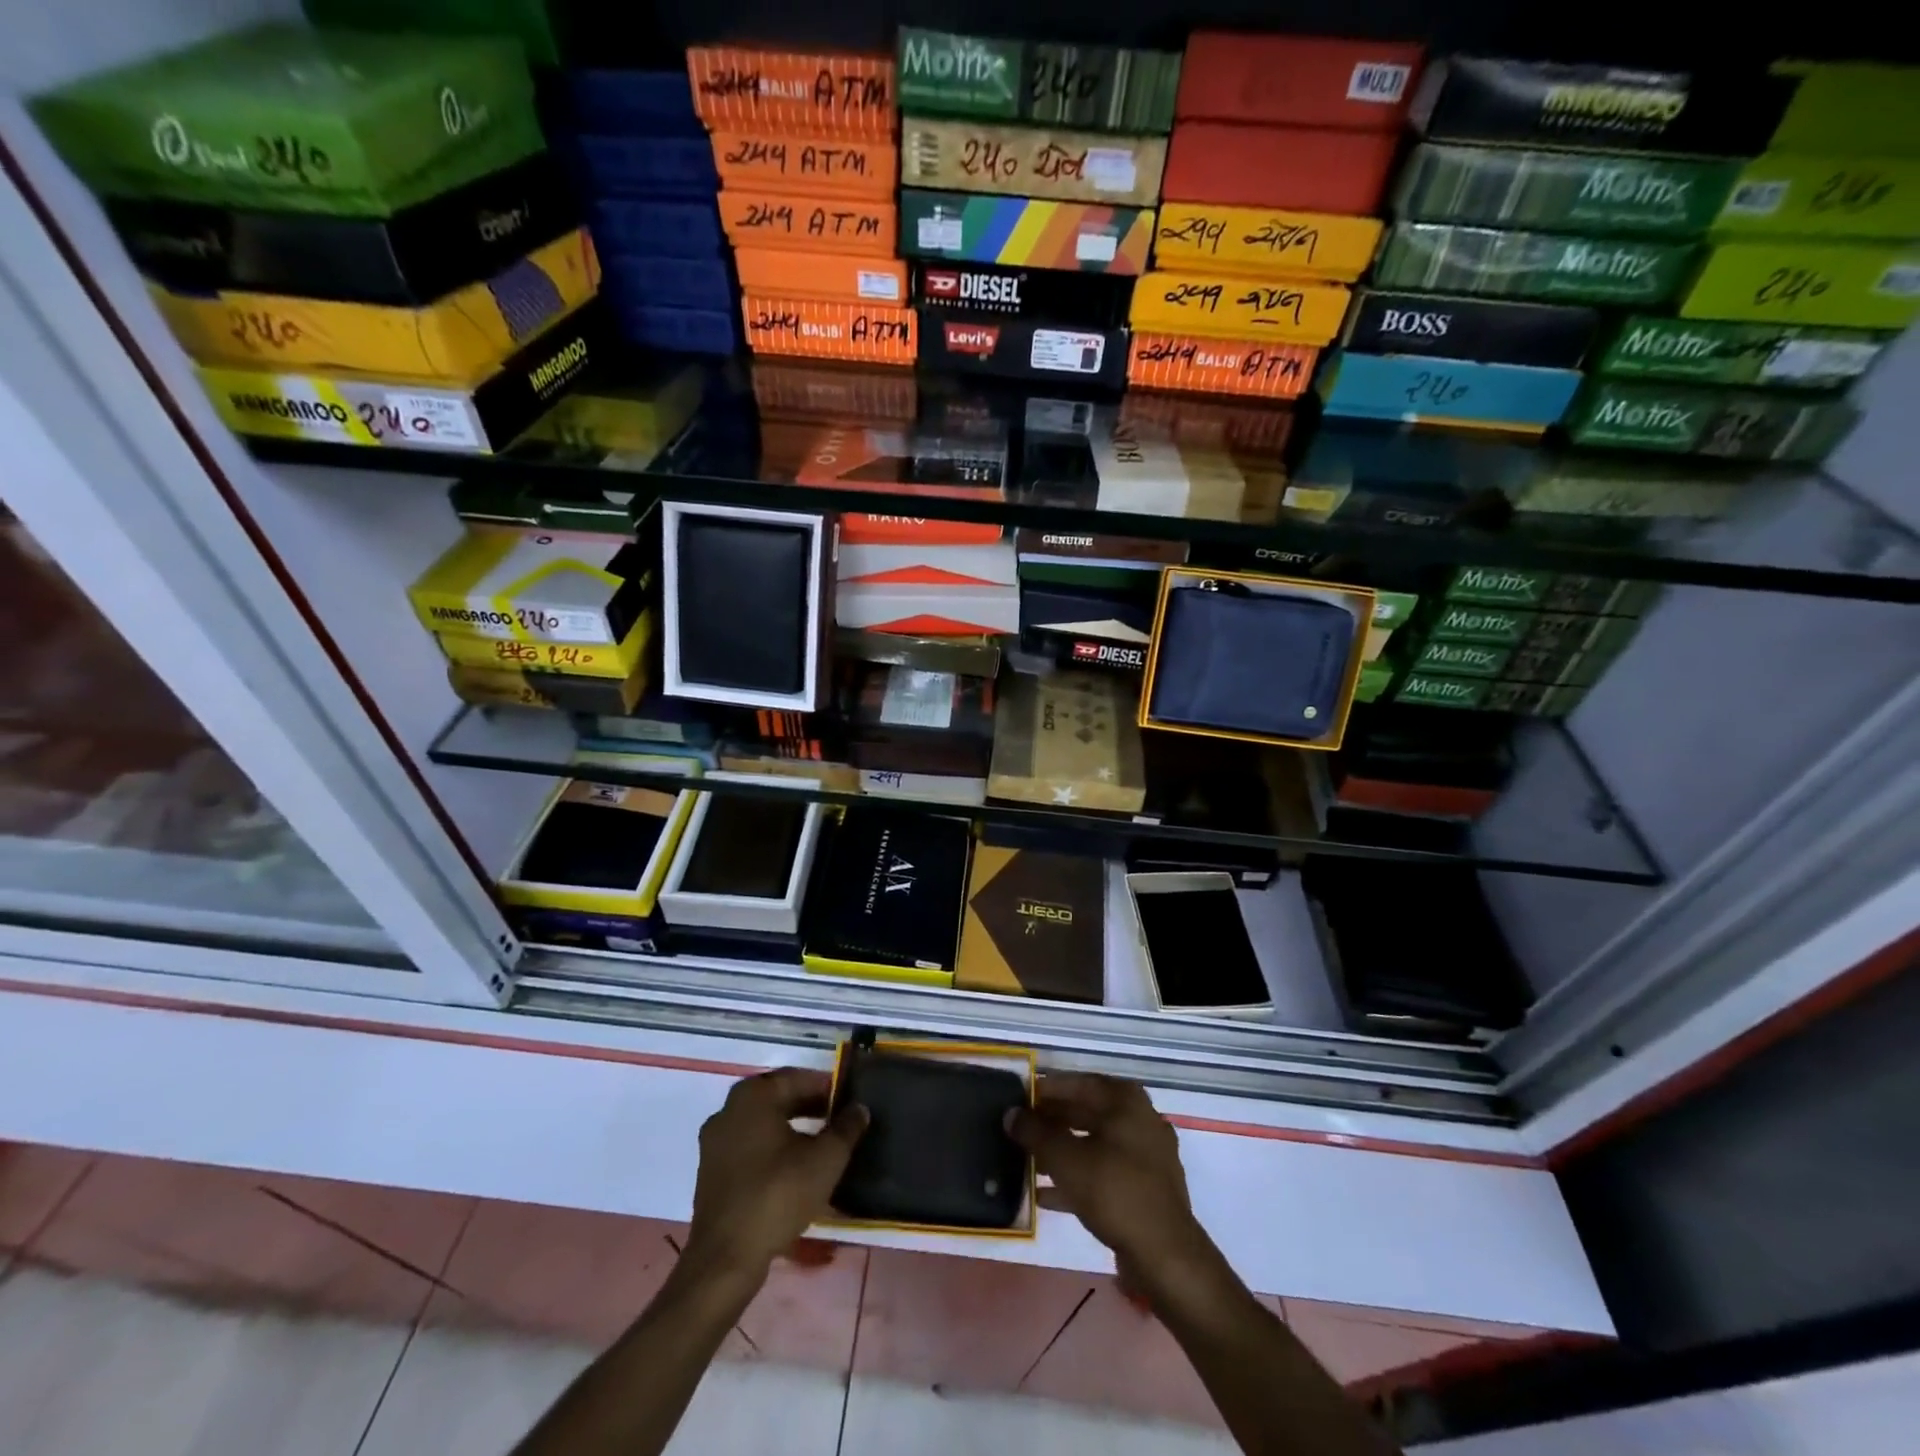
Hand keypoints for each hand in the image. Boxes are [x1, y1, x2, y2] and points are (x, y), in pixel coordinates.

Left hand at [684, 1068, 868, 1284]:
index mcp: (753, 1096)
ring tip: (822, 1145)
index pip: (798, 1078)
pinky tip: (795, 1169)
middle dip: (811, 1107)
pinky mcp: (711, 1172)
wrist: (726, 1259)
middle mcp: (728, 1109)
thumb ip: (846, 1128)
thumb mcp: (825, 1159)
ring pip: (763, 1123)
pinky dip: (773, 1148)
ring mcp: (715, 1142)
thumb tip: (859, 1108)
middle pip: (778, 1098)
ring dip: (793, 1128)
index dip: (827, 1088)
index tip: (850, 1102)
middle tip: (840, 1121)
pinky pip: (749, 1146)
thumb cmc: (778, 1195)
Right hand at [1007, 1073, 1213, 1282]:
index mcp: (1125, 1100)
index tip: (1019, 1099)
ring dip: (1062, 1151)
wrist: (1166, 1256)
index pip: (1077, 1083)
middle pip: (1087, 1112)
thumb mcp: (1065, 1158)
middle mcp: (1140, 1118)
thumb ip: (1035, 1132)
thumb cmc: (1114, 1191)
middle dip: (1052, 1122)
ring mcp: (1147, 1155)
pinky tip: (1046, 1195)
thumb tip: (1010, 1114)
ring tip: (1028, 1162)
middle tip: (1020, 1130)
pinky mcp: (1146, 1188)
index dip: (1046, 1090)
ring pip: (1095, 1144)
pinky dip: (1078, 1177)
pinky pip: (1105, 1171)